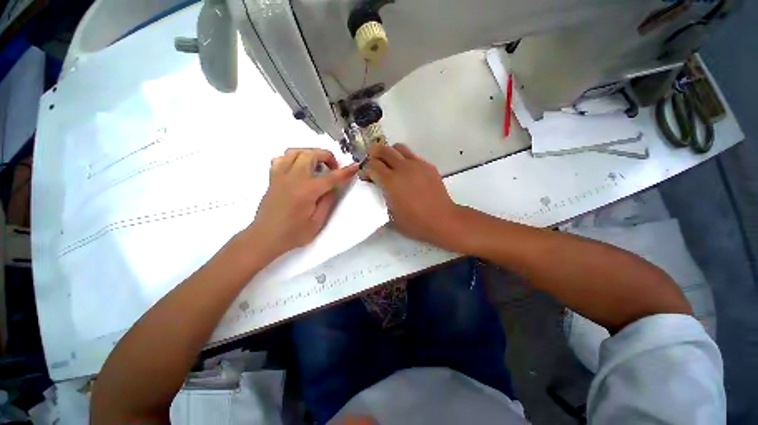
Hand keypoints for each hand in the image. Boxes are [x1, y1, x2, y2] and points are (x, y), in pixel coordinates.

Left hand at [247, 148, 358, 260]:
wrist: (265, 237)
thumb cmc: (293, 234)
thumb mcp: (317, 222)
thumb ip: (327, 201)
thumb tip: (332, 187)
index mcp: (307, 191)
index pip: (331, 177)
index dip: (346, 171)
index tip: (355, 166)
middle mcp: (293, 178)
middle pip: (311, 154)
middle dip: (326, 156)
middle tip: (333, 168)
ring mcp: (280, 176)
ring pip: (295, 151)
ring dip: (310, 154)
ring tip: (317, 165)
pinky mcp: (273, 178)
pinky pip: (282, 159)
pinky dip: (293, 159)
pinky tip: (298, 169)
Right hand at [367, 143, 464, 250]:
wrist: (442, 220)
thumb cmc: (415, 223)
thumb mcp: (391, 216)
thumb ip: (381, 199)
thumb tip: (377, 190)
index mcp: (391, 181)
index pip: (372, 165)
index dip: (366, 170)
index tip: (366, 177)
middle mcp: (403, 168)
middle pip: (384, 149)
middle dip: (374, 154)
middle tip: (374, 164)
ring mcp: (417, 165)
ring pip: (399, 147)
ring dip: (390, 153)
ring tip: (390, 165)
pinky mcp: (428, 166)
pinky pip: (412, 155)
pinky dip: (405, 159)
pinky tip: (407, 172)